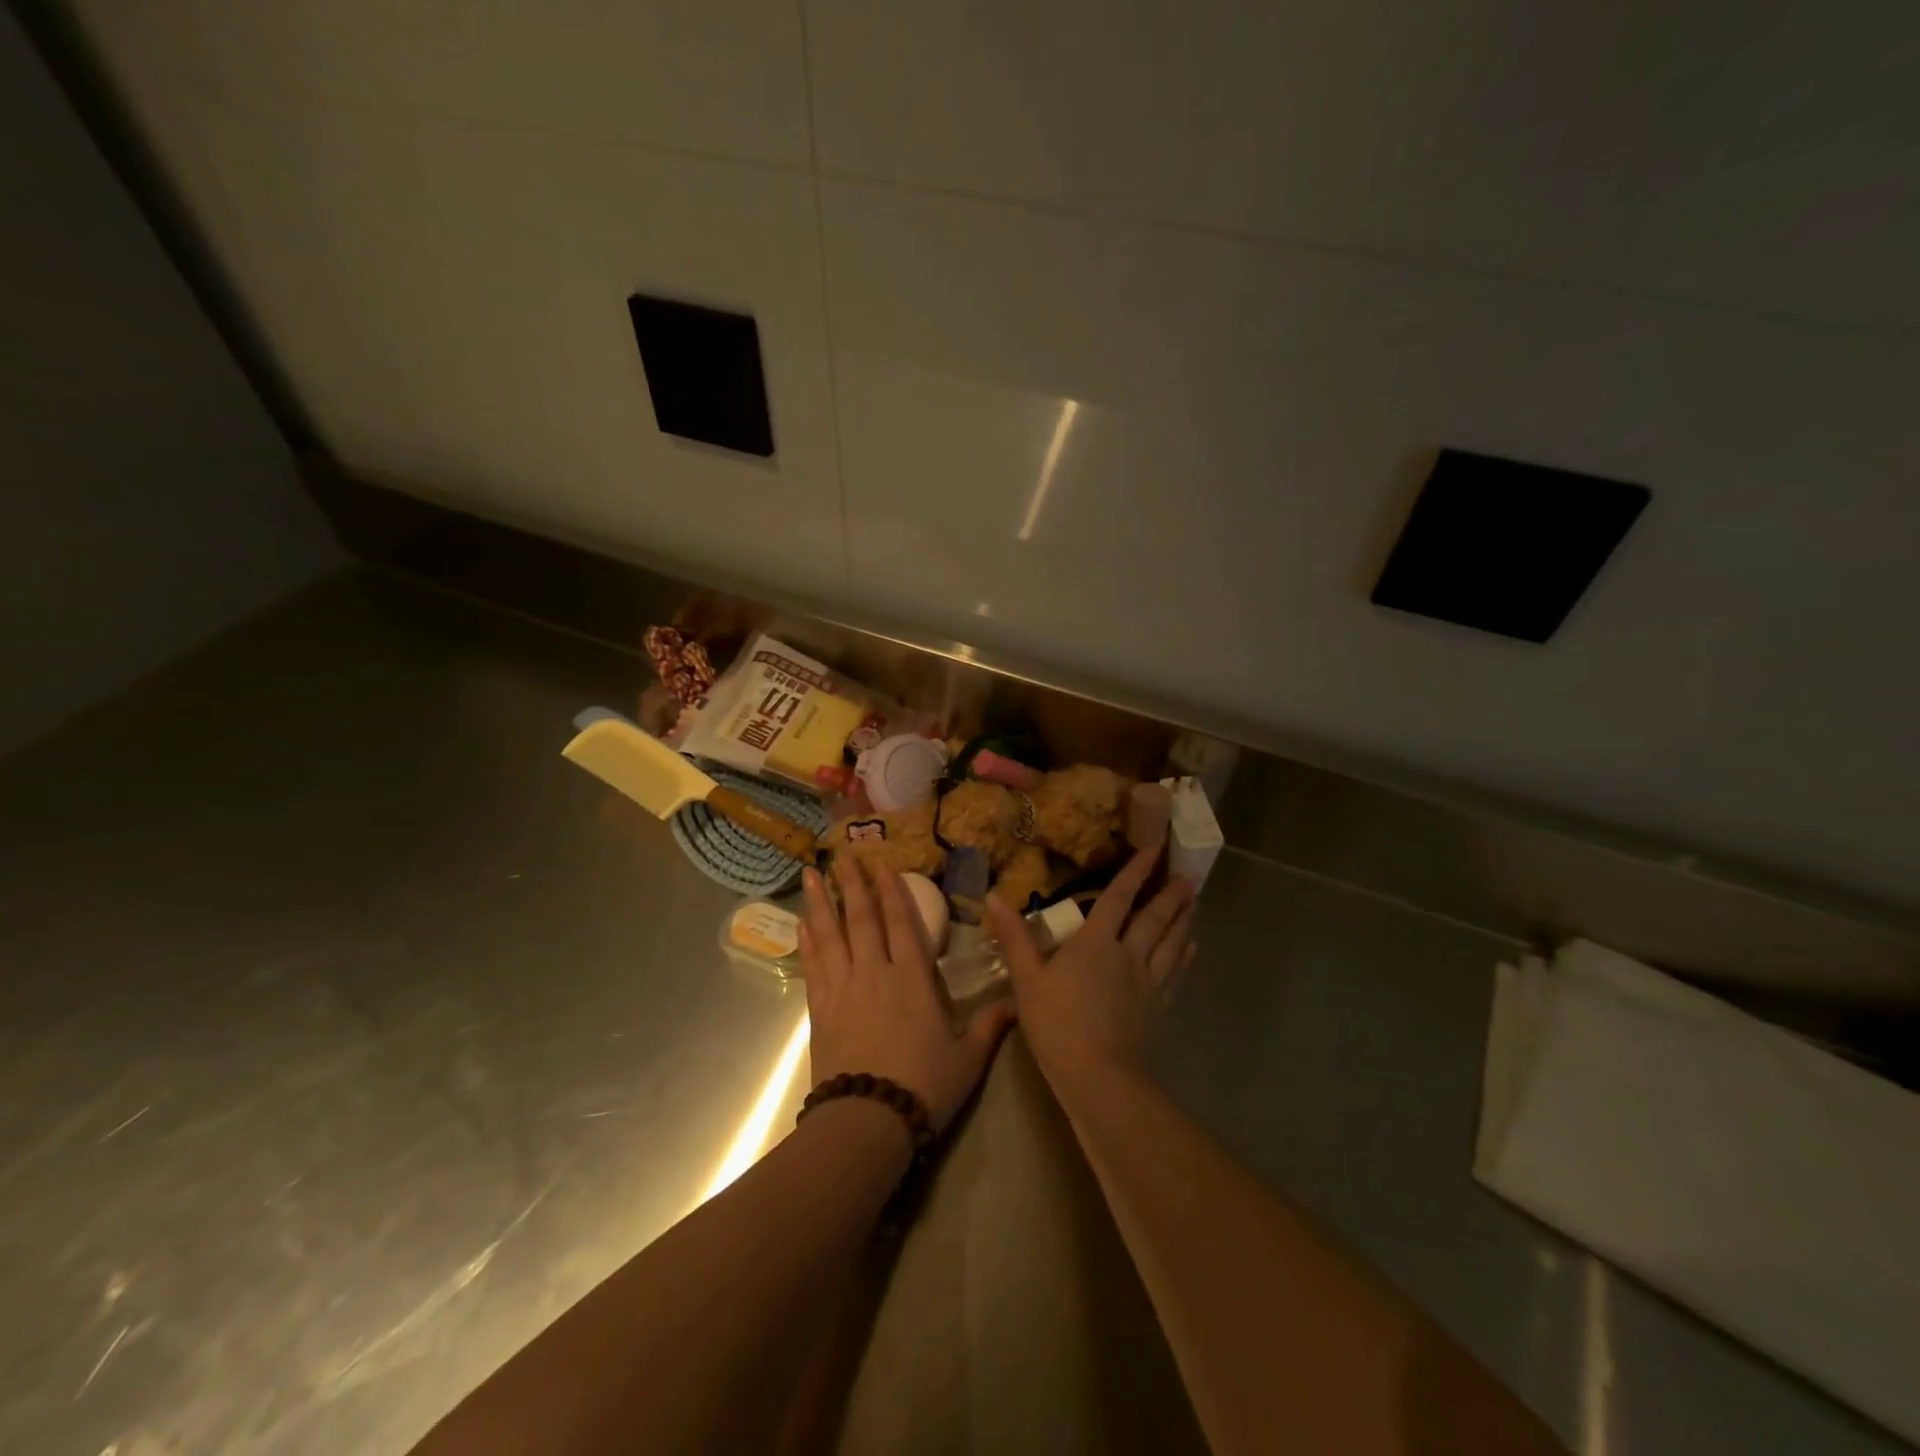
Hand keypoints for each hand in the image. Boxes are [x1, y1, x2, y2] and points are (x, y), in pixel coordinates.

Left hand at [800, 857, 1015, 1134]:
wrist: (867, 1122)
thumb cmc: (923, 1087)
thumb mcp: (967, 1060)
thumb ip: (990, 1027)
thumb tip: (1017, 1004)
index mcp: (913, 980)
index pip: (901, 923)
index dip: (892, 890)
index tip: (881, 863)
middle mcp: (875, 974)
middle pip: (862, 919)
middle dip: (853, 883)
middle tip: (842, 853)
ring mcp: (843, 990)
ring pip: (831, 935)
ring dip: (822, 902)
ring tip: (810, 874)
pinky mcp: (820, 1011)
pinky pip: (813, 967)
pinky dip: (807, 942)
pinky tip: (802, 924)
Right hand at [986, 850, 1195, 1094]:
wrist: (1098, 1075)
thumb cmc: (1057, 1023)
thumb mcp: (1027, 978)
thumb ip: (1014, 937)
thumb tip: (994, 896)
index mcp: (1096, 942)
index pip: (1118, 899)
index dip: (1134, 873)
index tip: (1153, 851)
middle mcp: (1128, 954)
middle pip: (1154, 919)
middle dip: (1170, 896)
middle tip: (1189, 878)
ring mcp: (1147, 982)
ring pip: (1171, 943)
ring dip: (1183, 921)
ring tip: (1195, 904)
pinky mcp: (1156, 1007)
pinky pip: (1175, 973)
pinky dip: (1185, 956)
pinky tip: (1192, 949)